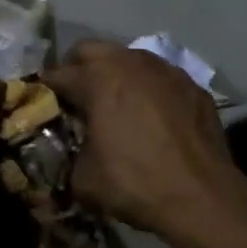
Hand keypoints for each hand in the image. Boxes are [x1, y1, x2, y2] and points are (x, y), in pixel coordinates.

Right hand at [43, 41, 240, 242]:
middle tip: (76, 98)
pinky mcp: (192, 84)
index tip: (42, 105)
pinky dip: (149, 89)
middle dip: (78, 69)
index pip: (57, 74)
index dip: (45, 90)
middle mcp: (129, 62)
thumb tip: (70, 152)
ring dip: (115, 74)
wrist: (203, 197)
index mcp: (97, 78)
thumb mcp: (84, 179)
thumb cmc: (136, 183)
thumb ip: (68, 155)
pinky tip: (153, 117)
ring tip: (116, 104)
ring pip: (128, 58)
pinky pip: (160, 77)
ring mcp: (165, 69)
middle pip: (91, 50)